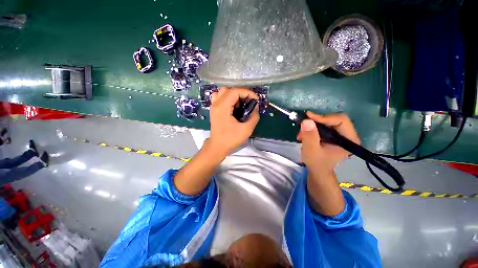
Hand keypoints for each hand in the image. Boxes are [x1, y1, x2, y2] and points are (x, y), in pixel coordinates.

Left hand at [209, 87, 259, 156]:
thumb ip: (254, 117)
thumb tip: (256, 107)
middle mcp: (216, 104)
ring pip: (223, 92)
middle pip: (229, 89)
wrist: (217, 147)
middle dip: (241, 93)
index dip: (247, 93)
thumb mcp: (247, 130)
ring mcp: (213, 106)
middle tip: (249, 101)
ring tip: (241, 103)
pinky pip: (219, 97)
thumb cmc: (231, 139)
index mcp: (222, 107)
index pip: (235, 91)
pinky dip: (227, 97)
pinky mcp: (214, 109)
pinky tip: (233, 105)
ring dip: (234, 94)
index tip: (255, 99)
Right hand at [297, 111, 359, 177]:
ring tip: (301, 134)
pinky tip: (304, 136)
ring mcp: (340, 135)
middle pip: (333, 119)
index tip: (308, 117)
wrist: (318, 170)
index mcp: (349, 140)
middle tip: (303, 125)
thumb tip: (307, 120)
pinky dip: (312, 129)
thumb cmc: (317, 163)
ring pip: (326, 122)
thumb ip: (309, 136)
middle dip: (316, 122)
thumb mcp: (311, 150)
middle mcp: (348, 135)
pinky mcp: (333, 135)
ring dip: (312, 126)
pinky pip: (323, 126)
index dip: (324, 117)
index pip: (341, 120)